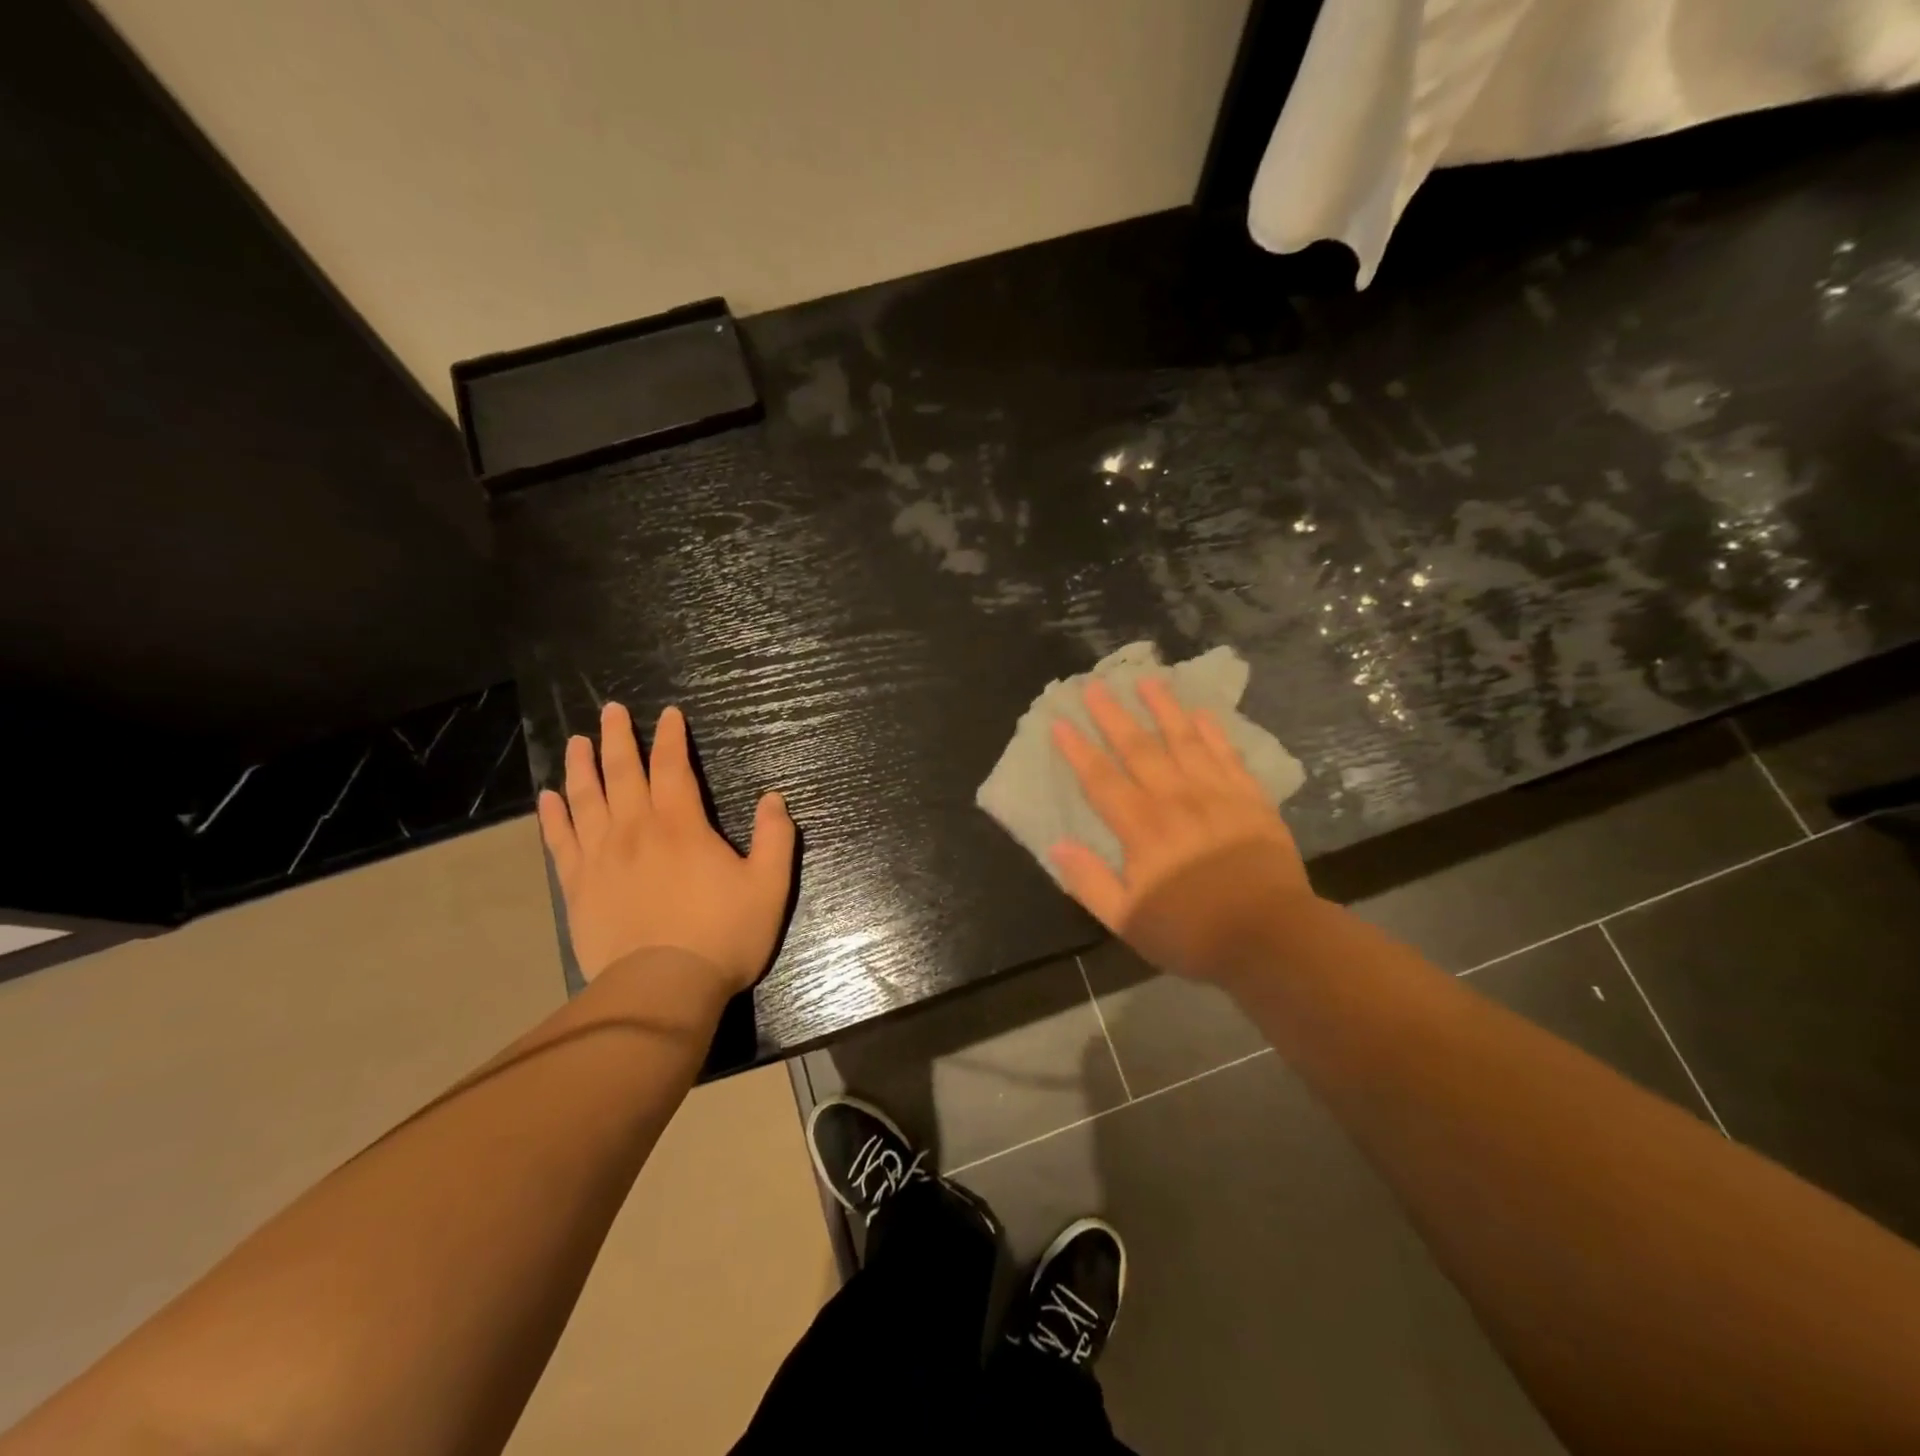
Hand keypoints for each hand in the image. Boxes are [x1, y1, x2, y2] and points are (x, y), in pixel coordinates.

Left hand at [537, 702, 794, 991]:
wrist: (662, 989)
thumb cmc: (722, 935)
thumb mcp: (768, 886)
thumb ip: (774, 838)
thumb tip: (773, 798)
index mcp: (681, 826)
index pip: (673, 768)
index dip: (671, 738)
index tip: (668, 714)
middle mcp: (635, 830)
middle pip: (622, 773)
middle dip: (618, 738)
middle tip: (610, 710)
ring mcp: (600, 858)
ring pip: (585, 799)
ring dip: (581, 766)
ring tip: (576, 742)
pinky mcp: (578, 887)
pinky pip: (560, 841)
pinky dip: (553, 816)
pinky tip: (548, 798)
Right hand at [1049, 678, 1310, 980]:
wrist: (1271, 937)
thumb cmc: (1193, 933)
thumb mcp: (1128, 920)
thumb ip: (1089, 882)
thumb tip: (1057, 844)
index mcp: (1142, 828)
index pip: (1101, 779)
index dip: (1078, 750)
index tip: (1060, 721)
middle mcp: (1176, 799)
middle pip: (1139, 748)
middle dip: (1114, 715)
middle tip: (1095, 685)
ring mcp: (1217, 794)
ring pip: (1184, 740)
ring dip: (1163, 708)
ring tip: (1147, 680)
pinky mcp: (1250, 799)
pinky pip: (1228, 755)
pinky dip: (1213, 731)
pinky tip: (1201, 712)